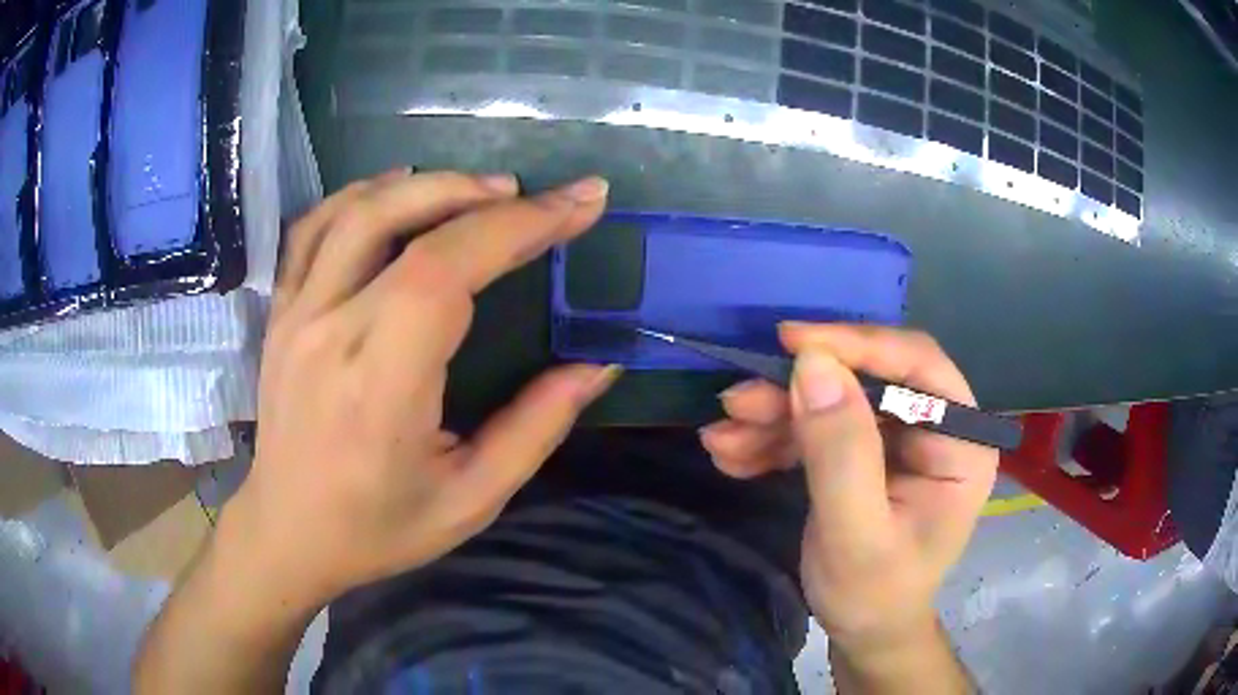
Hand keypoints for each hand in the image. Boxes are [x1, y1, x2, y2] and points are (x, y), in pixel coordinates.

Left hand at [220, 170, 618, 608]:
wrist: (288, 534)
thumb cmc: (380, 529)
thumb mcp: (472, 499)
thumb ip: (537, 428)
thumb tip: (598, 366)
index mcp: (380, 387)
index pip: (444, 273)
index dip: (516, 228)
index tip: (577, 204)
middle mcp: (329, 335)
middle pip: (404, 227)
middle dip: (485, 198)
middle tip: (542, 197)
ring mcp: (296, 317)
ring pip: (355, 213)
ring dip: (427, 185)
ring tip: (484, 190)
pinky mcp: (281, 314)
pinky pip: (313, 230)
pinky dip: (361, 195)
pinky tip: (400, 191)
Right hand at [701, 324, 997, 654]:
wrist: (863, 632)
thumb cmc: (873, 594)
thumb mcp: (855, 534)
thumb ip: (840, 453)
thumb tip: (812, 365)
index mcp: (960, 444)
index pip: (919, 366)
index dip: (858, 345)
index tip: (792, 342)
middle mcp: (934, 429)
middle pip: (868, 380)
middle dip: (799, 391)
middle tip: (737, 401)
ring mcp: (899, 440)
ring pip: (835, 401)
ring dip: (775, 416)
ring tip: (722, 437)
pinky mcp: (865, 454)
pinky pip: (819, 428)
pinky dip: (774, 439)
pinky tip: (734, 455)